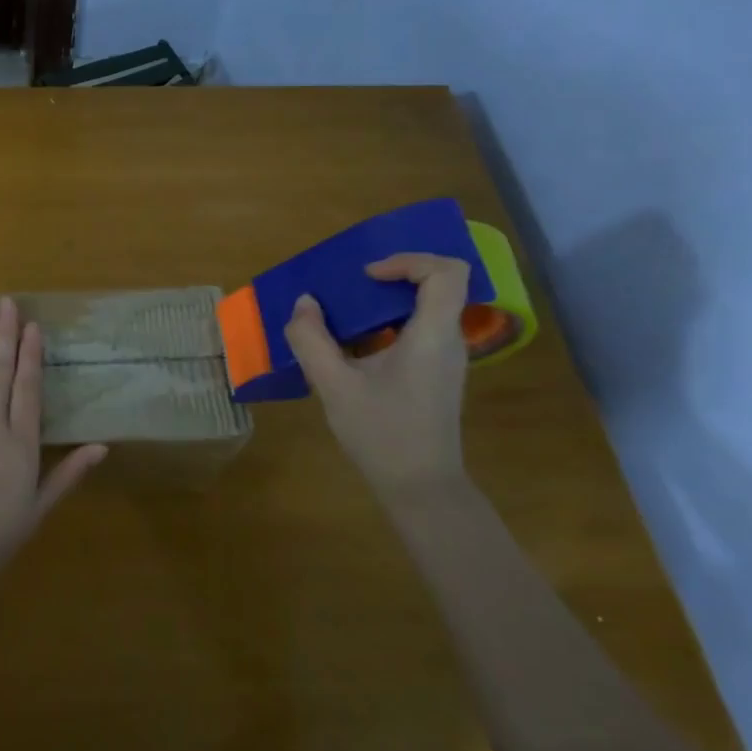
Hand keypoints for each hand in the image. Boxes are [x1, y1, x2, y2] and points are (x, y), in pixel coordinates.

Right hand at [284, 253, 470, 491]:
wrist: (421, 490)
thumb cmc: (382, 434)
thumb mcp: (335, 386)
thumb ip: (313, 340)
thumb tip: (304, 304)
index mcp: (432, 335)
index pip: (446, 272)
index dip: (408, 260)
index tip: (367, 277)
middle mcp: (447, 340)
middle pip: (437, 285)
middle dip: (391, 277)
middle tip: (350, 287)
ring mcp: (446, 359)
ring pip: (426, 308)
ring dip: (386, 302)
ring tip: (344, 313)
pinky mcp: (436, 375)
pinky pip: (418, 331)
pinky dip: (387, 324)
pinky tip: (354, 347)